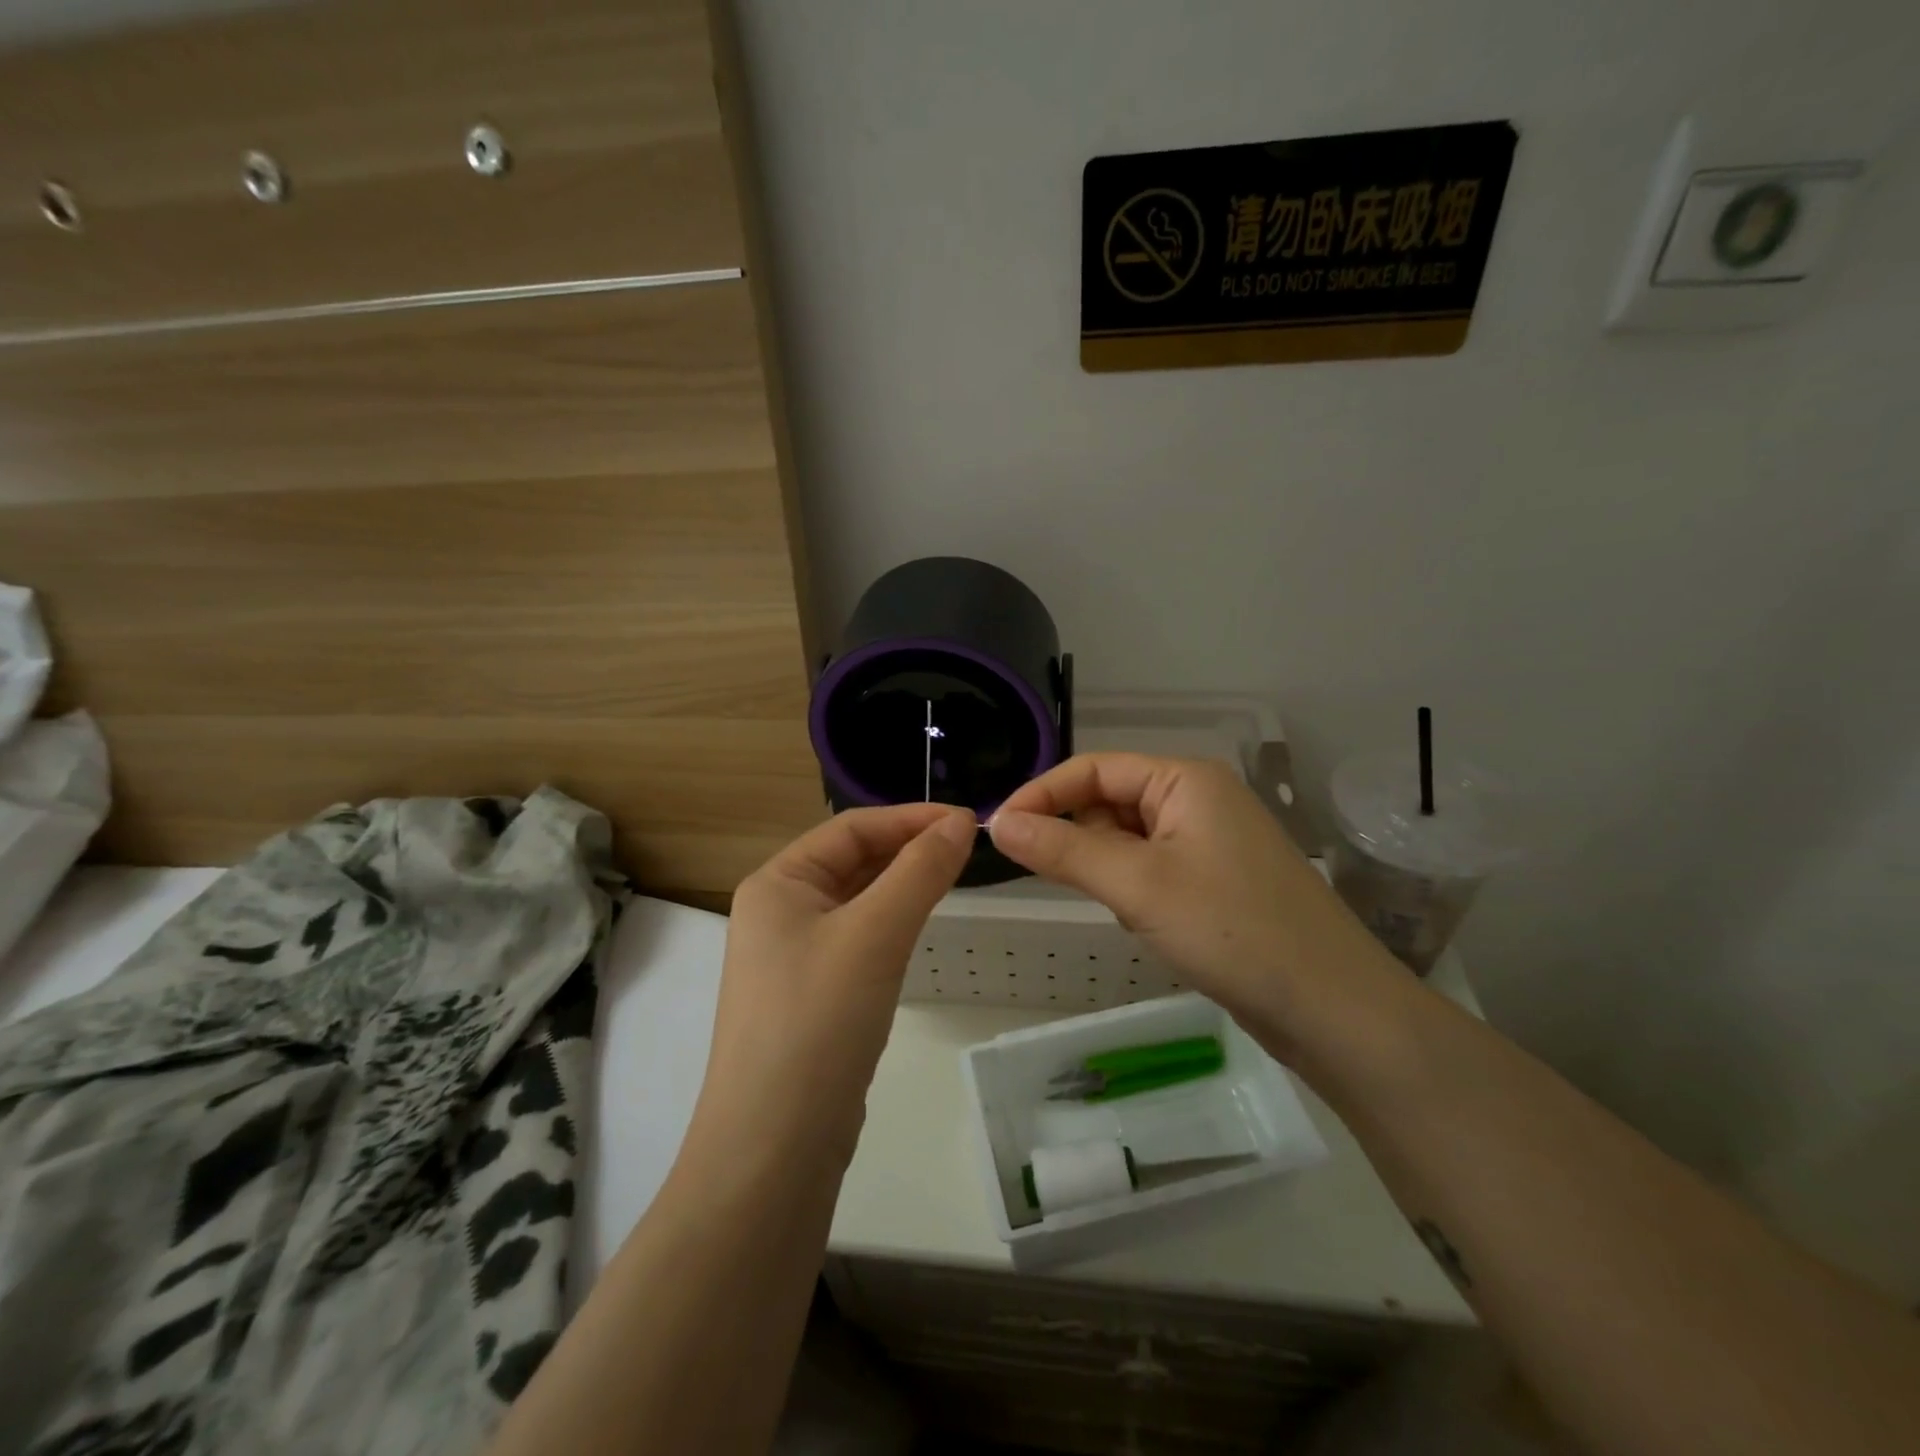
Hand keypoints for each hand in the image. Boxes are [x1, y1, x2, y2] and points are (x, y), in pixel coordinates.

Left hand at [690, 803, 975, 1172]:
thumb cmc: (818, 1021)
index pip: (852, 829)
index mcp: (777, 883)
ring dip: (903, 885)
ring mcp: (793, 957)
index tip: (970, 821)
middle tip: (970, 849)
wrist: (774, 1148)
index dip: (911, 818)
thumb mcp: (874, 935)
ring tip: (954, 877)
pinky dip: (892, 924)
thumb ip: (920, 872)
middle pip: (853, 861)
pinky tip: (920, 929)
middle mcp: (778, 912)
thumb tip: (962, 822)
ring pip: (858, 902)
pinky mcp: (813, 997)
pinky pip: (858, 941)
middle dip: (909, 849)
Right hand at [989, 754, 1403, 1063]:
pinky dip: (1134, 891)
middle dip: (1080, 839)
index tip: (997, 832)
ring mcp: (1210, 842)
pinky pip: (1152, 870)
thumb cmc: (1232, 930)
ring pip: (1128, 840)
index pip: (1092, 769)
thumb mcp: (1137, 885)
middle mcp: (1198, 799)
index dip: (1041, 795)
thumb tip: (998, 823)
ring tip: (1127, 910)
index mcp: (1185, 779)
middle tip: (1060, 880)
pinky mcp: (1215, 881)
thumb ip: (1063, 850)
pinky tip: (1150, 925)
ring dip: (1109, 871)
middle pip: (1110, 802)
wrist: (1333, 1009)